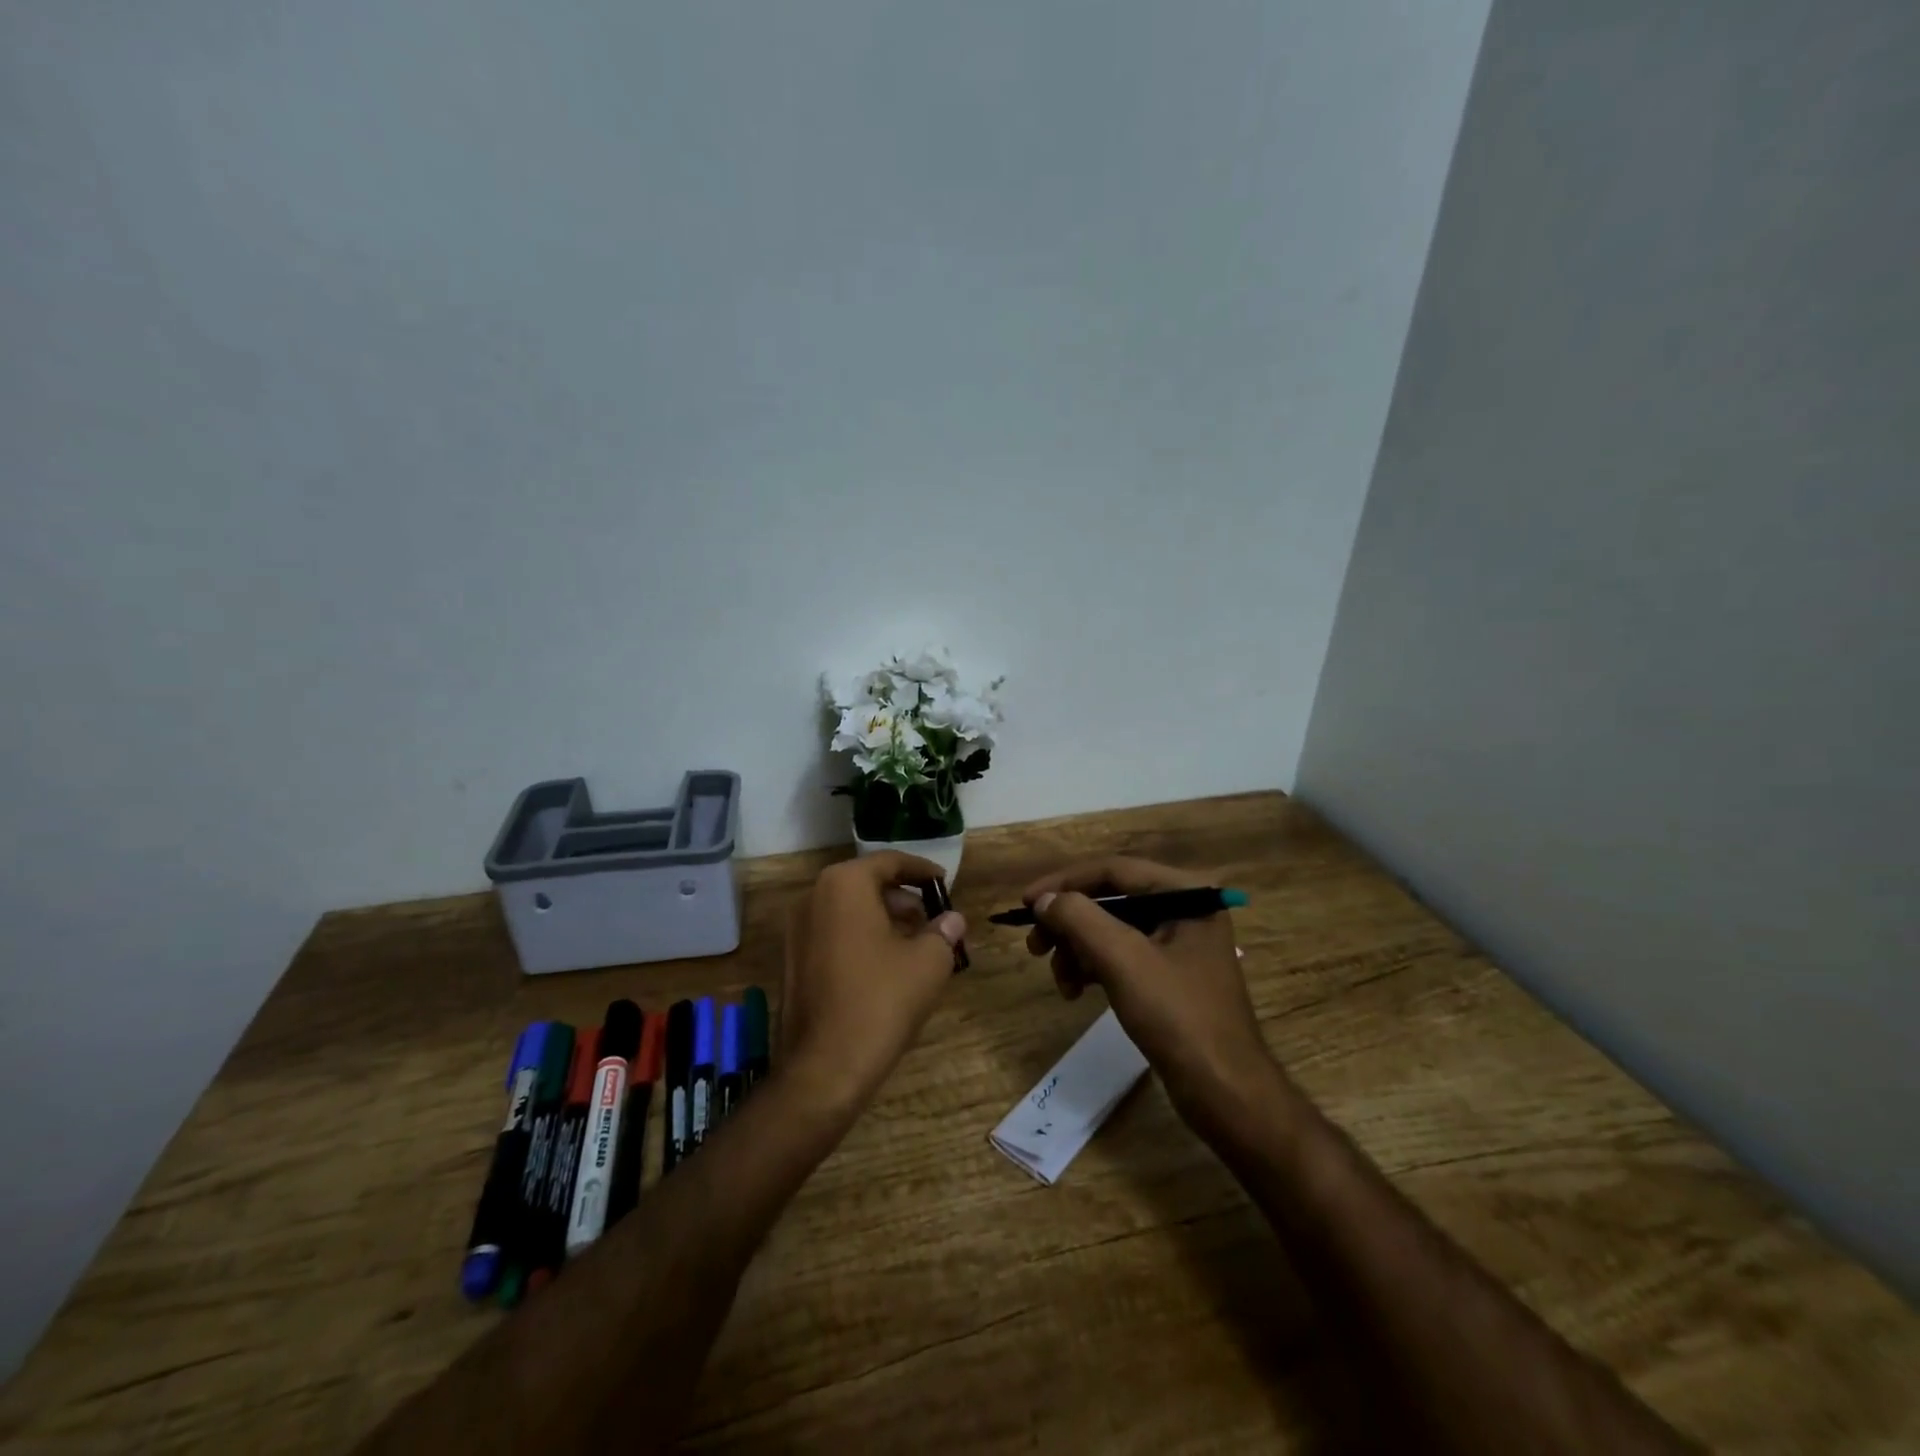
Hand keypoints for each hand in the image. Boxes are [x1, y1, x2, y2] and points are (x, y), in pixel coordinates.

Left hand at [780, 852, 967, 1110]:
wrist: (823, 1068)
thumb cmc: (880, 1001)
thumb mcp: (928, 962)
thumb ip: (943, 932)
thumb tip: (952, 919)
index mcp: (844, 885)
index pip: (889, 862)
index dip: (921, 870)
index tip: (944, 882)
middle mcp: (813, 898)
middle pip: (867, 884)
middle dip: (903, 899)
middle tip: (933, 919)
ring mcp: (797, 931)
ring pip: (849, 910)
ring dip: (884, 919)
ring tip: (917, 944)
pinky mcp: (793, 961)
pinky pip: (834, 934)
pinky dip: (862, 938)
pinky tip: (887, 966)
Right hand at [1022, 857, 1269, 1114]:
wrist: (1225, 1093)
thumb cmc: (1178, 1017)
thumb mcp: (1123, 960)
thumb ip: (1079, 918)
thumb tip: (1045, 900)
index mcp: (1186, 893)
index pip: (1114, 870)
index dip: (1065, 882)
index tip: (1025, 903)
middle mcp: (1185, 909)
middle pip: (1110, 899)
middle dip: (1069, 923)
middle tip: (1034, 946)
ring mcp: (1178, 943)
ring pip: (1111, 930)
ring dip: (1077, 950)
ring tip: (1059, 981)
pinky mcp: (1170, 975)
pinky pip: (1121, 956)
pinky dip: (1094, 968)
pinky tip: (1075, 991)